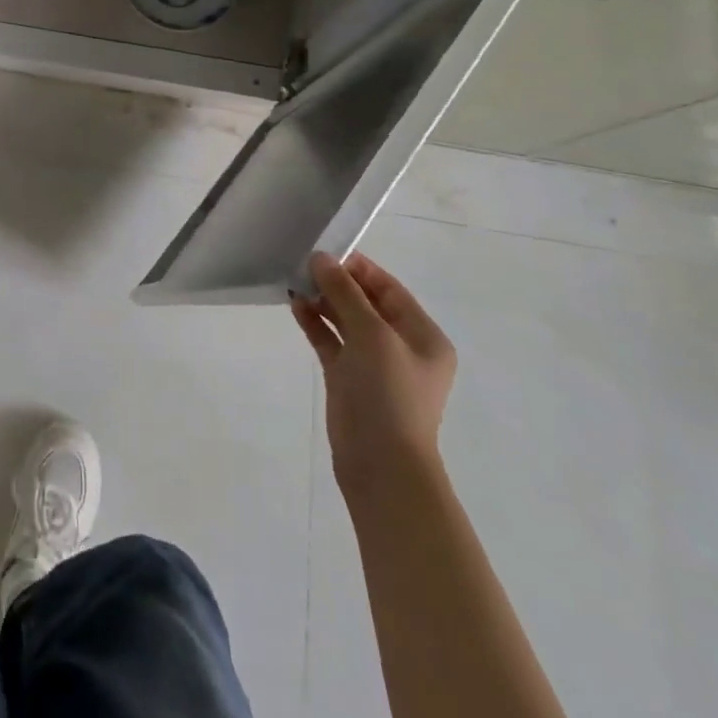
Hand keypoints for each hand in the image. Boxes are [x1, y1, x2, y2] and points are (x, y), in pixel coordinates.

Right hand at [292, 251, 455, 499]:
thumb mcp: (371, 335)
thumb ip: (345, 293)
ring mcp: (374, 365)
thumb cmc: (389, 394)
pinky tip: (295, 306)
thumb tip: (321, 259)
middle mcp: (401, 347)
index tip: (326, 252)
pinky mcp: (349, 380)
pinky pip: (332, 342)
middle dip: (337, 283)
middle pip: (366, 303)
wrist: (381, 465)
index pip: (389, 289)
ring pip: (346, 321)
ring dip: (323, 301)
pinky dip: (316, 324)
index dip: (359, 269)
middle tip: (303, 265)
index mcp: (423, 336)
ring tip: (295, 282)